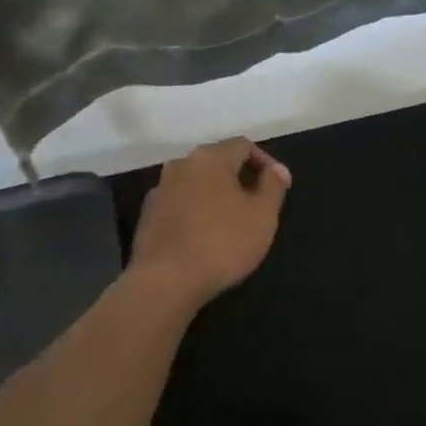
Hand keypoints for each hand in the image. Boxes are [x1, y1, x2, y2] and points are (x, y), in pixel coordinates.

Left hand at [128, 139, 291, 308]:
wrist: (166, 280)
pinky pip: (180, 204)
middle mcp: (181, 165)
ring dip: (216, 196)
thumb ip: (273, 186)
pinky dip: (196, 212)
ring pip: (196, 184)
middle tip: (257, 204)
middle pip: (217, 162)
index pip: (243, 145)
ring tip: (232, 222)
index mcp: (210, 158)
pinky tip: (205, 237)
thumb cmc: (223, 242)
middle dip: (239, 178)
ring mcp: (159, 190)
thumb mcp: (263, 215)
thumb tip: (277, 169)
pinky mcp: (147, 216)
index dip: (265, 161)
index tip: (277, 186)